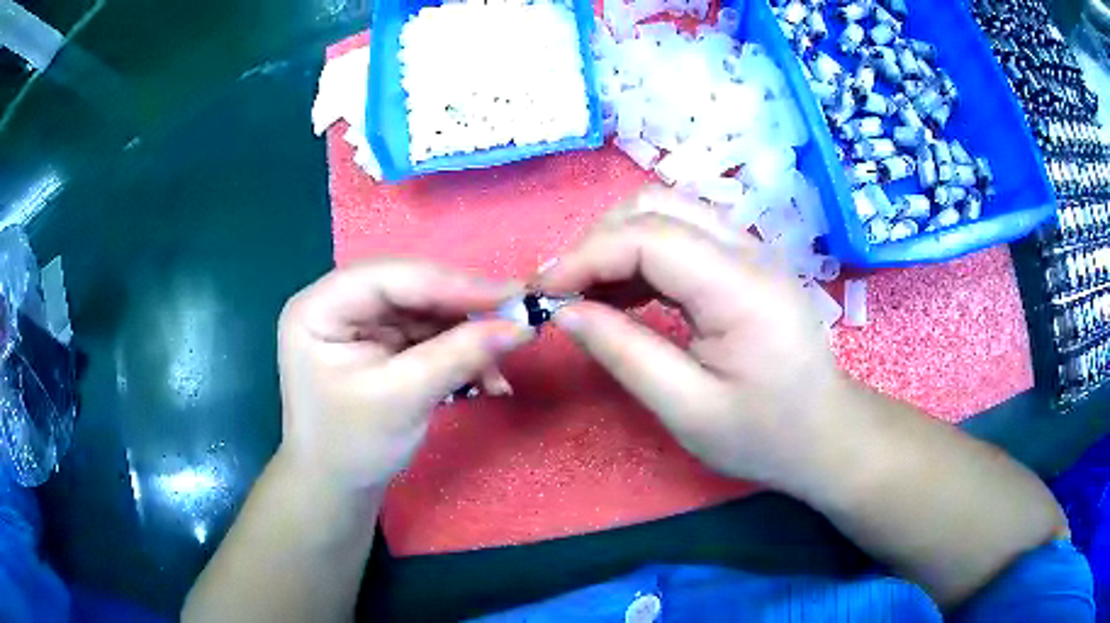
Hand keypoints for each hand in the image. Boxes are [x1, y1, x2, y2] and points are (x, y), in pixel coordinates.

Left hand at [276, 259, 531, 494]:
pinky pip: (428, 335)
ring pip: (427, 311)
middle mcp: (339, 302)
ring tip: (498, 370)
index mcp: (319, 308)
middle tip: (516, 321)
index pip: (389, 277)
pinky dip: (459, 353)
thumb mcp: (402, 400)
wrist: (338, 486)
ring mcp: (361, 321)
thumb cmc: (352, 446)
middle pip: (411, 289)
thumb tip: (520, 325)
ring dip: (468, 337)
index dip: (451, 283)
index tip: (509, 295)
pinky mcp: (381, 341)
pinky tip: (485, 379)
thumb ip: (458, 356)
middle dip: (463, 311)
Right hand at [535, 189, 851, 488]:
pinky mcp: (744, 261)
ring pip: (666, 211)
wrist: (825, 432)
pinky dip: (641, 254)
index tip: (544, 293)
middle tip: (565, 293)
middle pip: (656, 205)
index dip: (586, 256)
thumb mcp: (689, 410)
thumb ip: (625, 354)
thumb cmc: (765, 434)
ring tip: (587, 293)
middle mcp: (749, 250)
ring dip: (617, 242)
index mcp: (742, 288)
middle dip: (597, 240)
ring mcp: (750, 250)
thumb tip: (565, 313)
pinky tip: (624, 292)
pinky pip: (682, 234)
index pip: (649, 238)